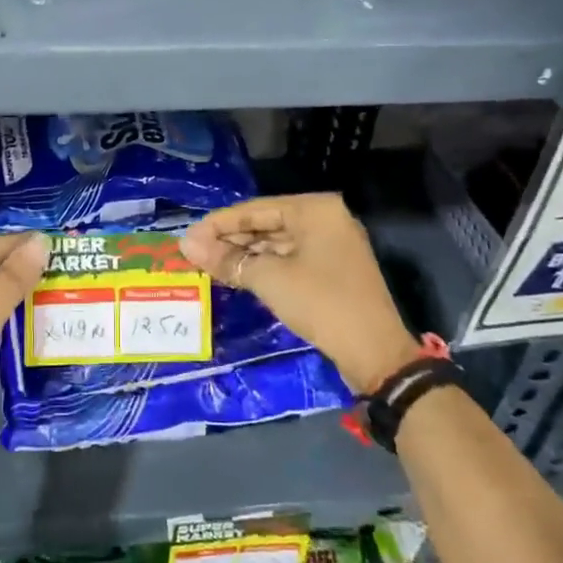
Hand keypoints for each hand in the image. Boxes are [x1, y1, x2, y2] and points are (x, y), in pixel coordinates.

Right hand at [180, 195, 421, 395]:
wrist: (375, 353)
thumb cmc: (321, 303)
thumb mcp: (269, 279)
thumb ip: (227, 259)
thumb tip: (186, 245)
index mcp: (314, 209)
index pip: (254, 209)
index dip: (217, 224)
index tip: (187, 238)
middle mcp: (325, 218)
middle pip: (266, 223)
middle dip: (230, 240)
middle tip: (194, 254)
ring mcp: (331, 244)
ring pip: (277, 242)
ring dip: (245, 254)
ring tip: (209, 265)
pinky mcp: (332, 269)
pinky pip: (289, 258)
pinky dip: (264, 266)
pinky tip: (238, 275)